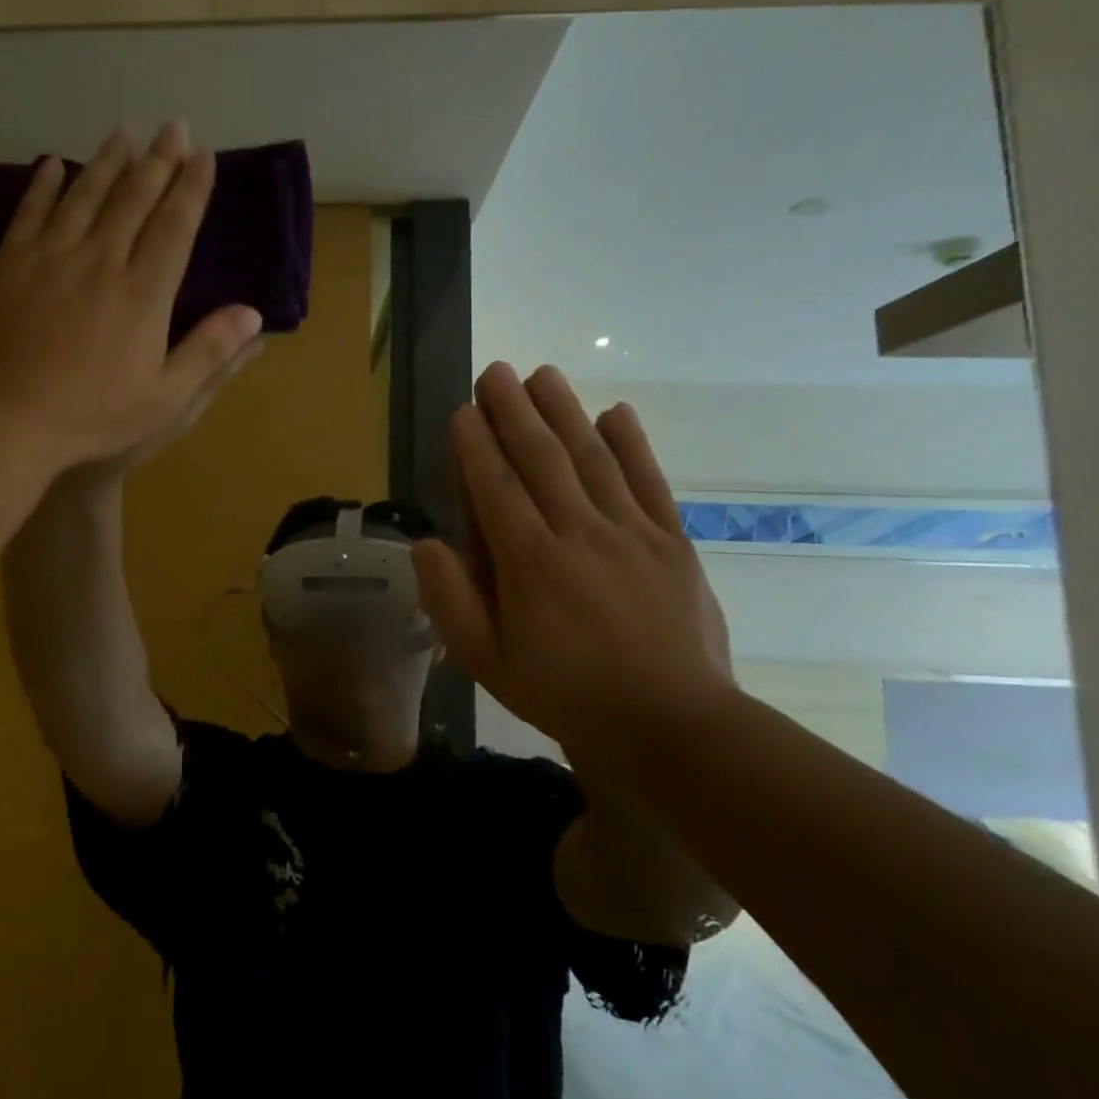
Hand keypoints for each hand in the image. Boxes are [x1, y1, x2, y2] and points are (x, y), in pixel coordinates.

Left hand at [0, 120, 263, 474]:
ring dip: (108, 161)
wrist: (8, 419)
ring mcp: (51, 258)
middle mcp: (100, 261)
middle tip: (173, 126)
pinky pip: (31, 212)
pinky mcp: (11, 266)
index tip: (204, 156)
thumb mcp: (166, 397)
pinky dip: (45, 185)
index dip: (191, 189)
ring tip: (125, 131)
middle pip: (133, 200)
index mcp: (143, 293)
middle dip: (157, 160)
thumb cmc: (94, 414)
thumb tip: (253, 314)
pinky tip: (55, 163)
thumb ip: (209, 352)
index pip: (175, 227)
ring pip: (85, 196)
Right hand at [413, 363, 733, 778]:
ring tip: (544, 374)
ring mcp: (630, 533)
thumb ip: (451, 600)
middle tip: (496, 372)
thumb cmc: (566, 694)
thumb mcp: (488, 661)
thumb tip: (427, 543)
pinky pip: (648, 482)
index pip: (495, 487)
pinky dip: (633, 444)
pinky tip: (617, 413)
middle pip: (542, 459)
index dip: (476, 445)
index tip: (463, 409)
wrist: (672, 726)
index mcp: (529, 563)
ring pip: (592, 458)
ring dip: (565, 412)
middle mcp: (578, 533)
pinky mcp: (671, 542)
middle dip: (514, 411)